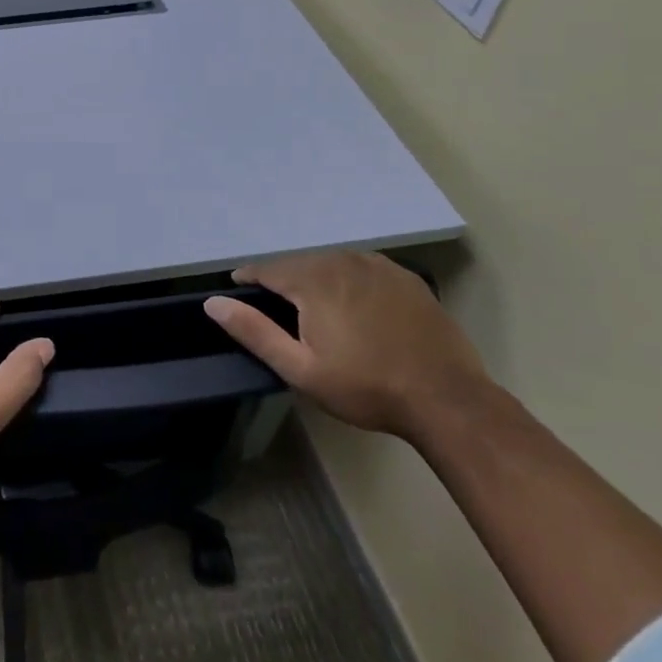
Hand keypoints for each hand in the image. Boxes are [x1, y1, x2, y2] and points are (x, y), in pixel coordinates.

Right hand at [204, 251, 488, 438]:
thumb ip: (254, 332)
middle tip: (282, 313)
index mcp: (312, 279)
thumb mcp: (300, 368)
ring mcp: (378, 266)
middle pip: (299, 264)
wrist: (448, 400)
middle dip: (284, 283)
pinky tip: (357, 309)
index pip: (266, 268)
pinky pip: (363, 270)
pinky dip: (349, 282)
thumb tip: (213, 303)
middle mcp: (342, 260)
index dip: (248, 280)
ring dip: (317, 280)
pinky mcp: (406, 278)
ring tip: (317, 311)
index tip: (239, 293)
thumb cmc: (366, 387)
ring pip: (331, 264)